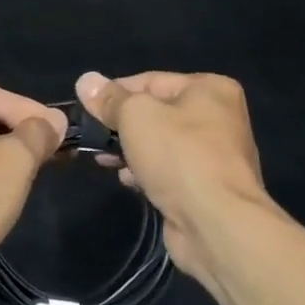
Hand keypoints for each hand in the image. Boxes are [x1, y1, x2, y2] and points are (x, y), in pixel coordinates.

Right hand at [75, 71, 288, 282]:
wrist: (216, 224)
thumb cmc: (179, 156)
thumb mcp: (135, 116)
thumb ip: (110, 99)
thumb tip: (86, 81)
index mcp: (210, 89)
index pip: (150, 81)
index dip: (115, 93)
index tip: (86, 108)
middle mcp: (218, 117)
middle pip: (156, 113)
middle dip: (121, 125)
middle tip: (92, 137)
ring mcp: (215, 155)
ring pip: (160, 143)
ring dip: (131, 150)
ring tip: (105, 160)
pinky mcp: (206, 186)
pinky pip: (168, 170)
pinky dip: (146, 172)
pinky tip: (128, 181)